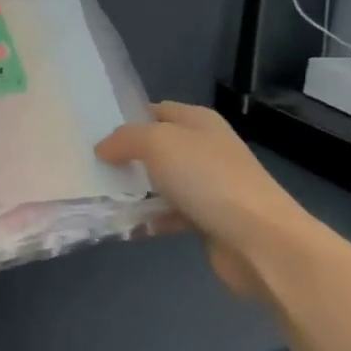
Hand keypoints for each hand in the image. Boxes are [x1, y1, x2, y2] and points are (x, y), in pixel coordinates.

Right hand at [97, 102, 310, 298]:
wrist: (259, 240)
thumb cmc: (207, 179)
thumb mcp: (159, 143)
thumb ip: (126, 139)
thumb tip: (104, 147)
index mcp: (198, 121)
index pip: (156, 110)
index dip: (127, 119)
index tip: (94, 134)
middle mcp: (205, 148)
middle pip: (158, 147)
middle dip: (127, 157)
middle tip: (91, 167)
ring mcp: (209, 185)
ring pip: (162, 183)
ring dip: (136, 191)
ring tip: (100, 198)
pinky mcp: (209, 220)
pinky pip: (171, 215)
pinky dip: (151, 220)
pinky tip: (128, 227)